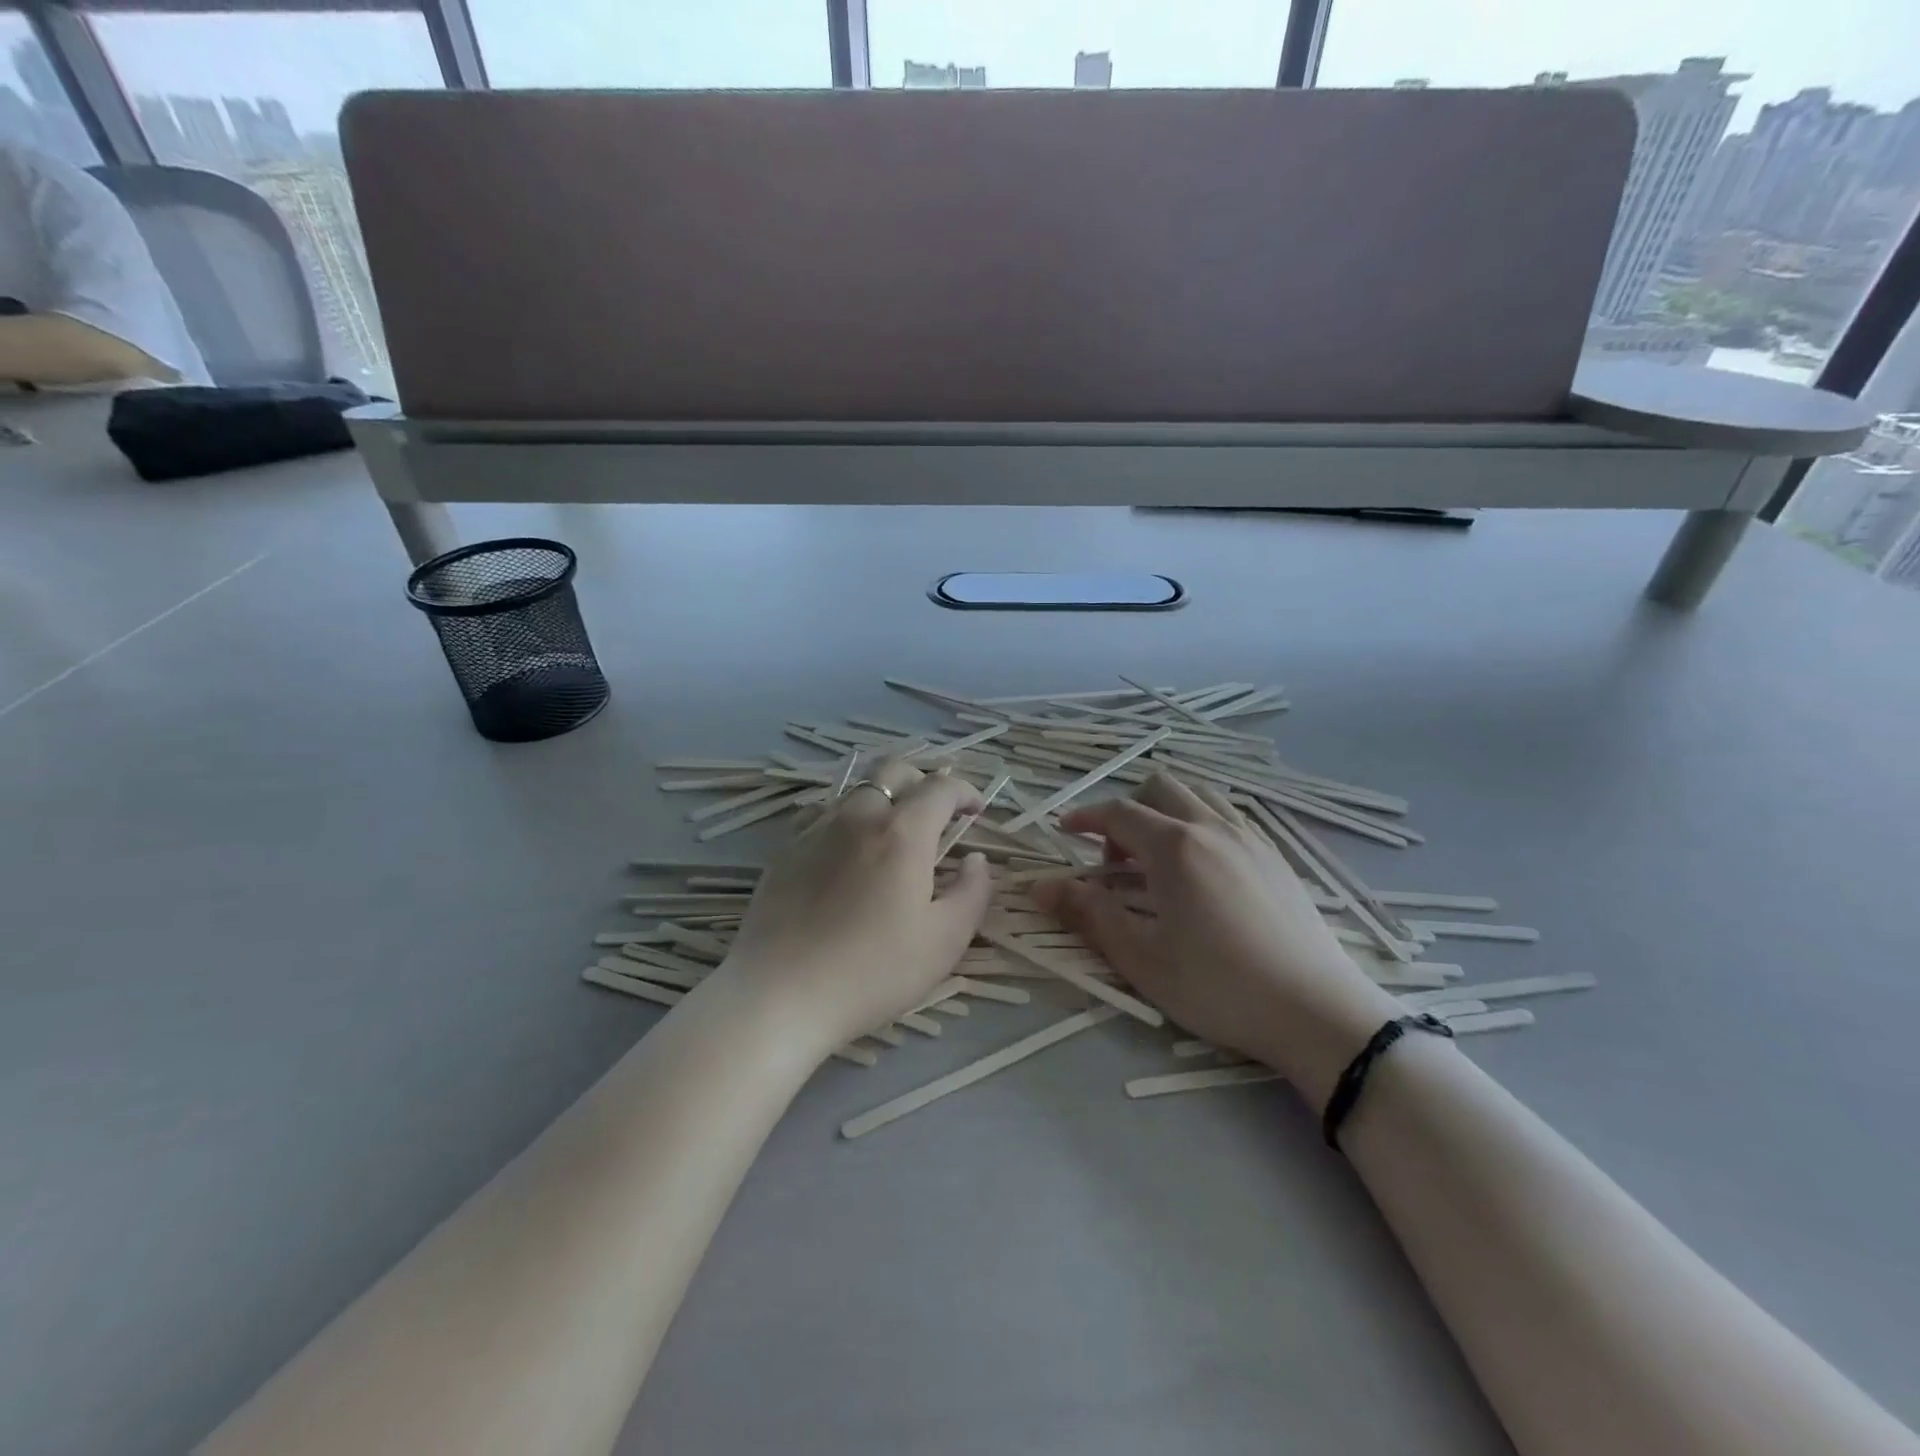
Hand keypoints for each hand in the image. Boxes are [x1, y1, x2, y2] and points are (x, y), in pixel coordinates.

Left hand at [719, 757, 993, 1057]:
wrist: (780, 995)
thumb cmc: (873, 972)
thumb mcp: (944, 942)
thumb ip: (972, 893)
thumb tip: (976, 859)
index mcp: (902, 833)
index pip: (940, 788)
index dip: (964, 791)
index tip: (975, 811)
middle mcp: (858, 817)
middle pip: (893, 770)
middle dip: (922, 781)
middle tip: (936, 814)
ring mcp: (816, 830)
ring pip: (855, 790)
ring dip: (883, 798)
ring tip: (892, 833)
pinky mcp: (785, 851)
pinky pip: (822, 815)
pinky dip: (846, 819)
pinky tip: (846, 851)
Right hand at [1035, 774, 1402, 1105]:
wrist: (1317, 1011)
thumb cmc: (1220, 987)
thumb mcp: (1142, 958)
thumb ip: (1089, 914)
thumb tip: (1040, 886)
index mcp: (1175, 847)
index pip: (1118, 812)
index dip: (1085, 817)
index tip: (1063, 832)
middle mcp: (1212, 828)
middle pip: (1159, 787)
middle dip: (1126, 810)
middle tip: (1115, 859)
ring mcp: (1250, 838)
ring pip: (1198, 795)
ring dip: (1166, 811)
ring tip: (1157, 859)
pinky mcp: (1276, 856)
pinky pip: (1228, 816)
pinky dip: (1200, 823)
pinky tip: (1202, 870)